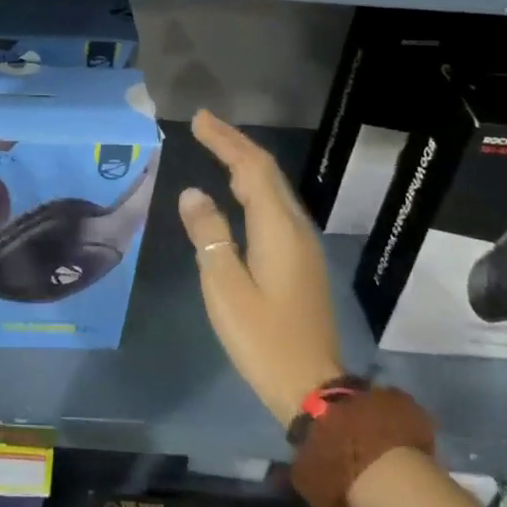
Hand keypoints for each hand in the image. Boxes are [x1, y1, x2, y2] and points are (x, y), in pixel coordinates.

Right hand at [178, 108, 346, 425]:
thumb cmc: (262, 337)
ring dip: (245, 164)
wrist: (313, 387)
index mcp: (278, 228)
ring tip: (217, 148)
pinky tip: (237, 193)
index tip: (199, 119)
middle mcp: (295, 228)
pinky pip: (274, 208)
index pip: (252, 168)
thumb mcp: (224, 286)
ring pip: (273, 190)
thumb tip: (193, 193)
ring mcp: (301, 245)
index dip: (226, 140)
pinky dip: (252, 187)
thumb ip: (209, 235)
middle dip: (236, 144)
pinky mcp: (299, 261)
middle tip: (204, 125)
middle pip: (266, 173)